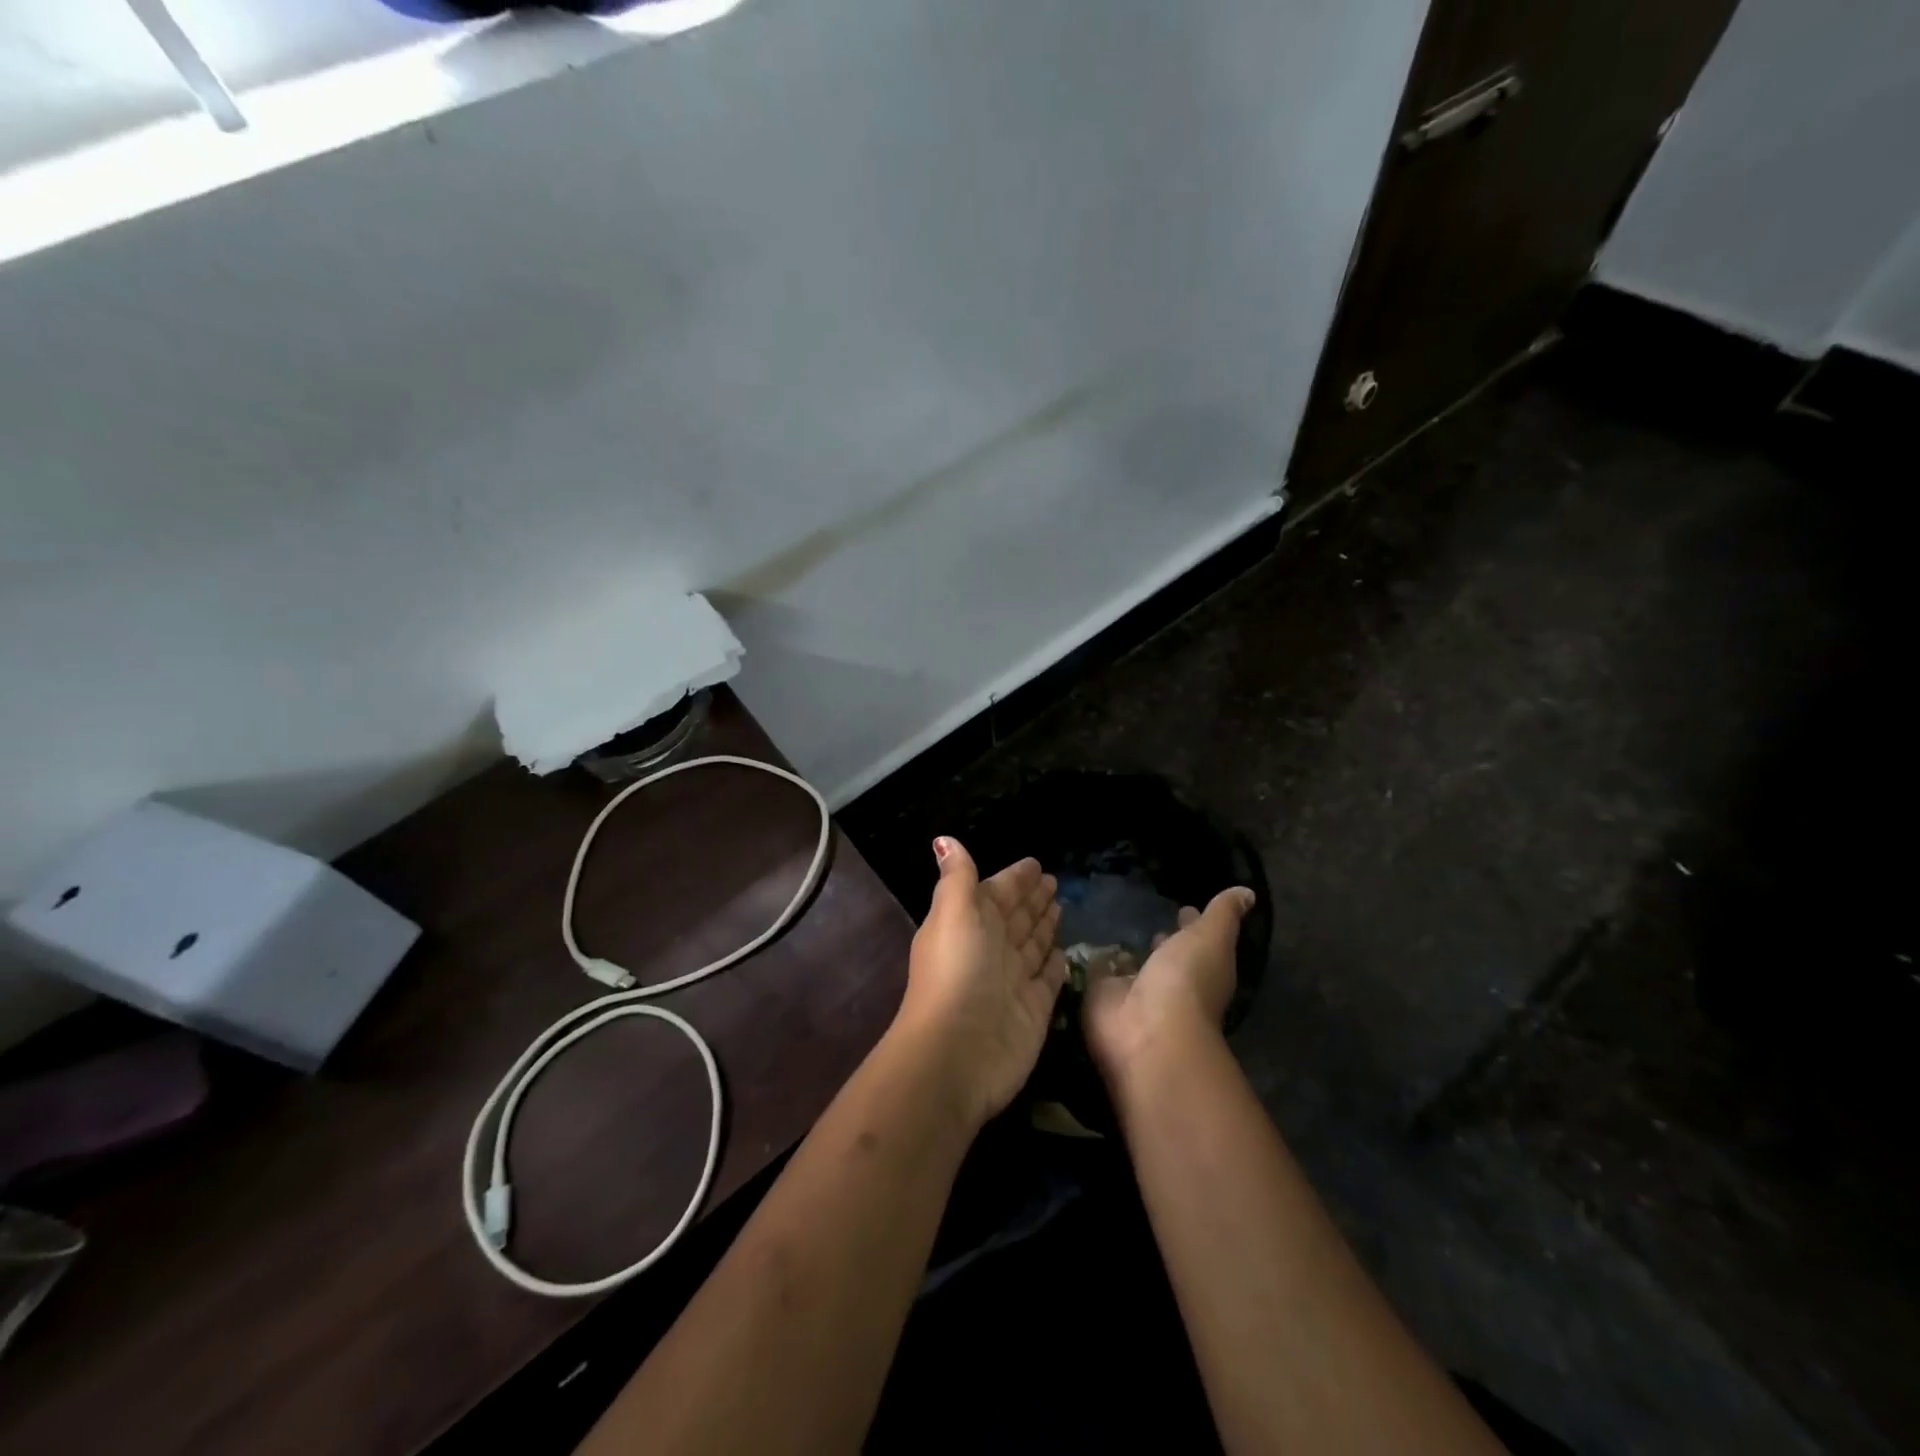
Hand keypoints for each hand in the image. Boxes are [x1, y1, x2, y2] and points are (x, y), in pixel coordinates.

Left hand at [896, 838, 1065, 1128]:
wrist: (958, 1051)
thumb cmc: (957, 971)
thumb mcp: (953, 912)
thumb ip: (958, 877)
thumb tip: (943, 840)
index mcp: (969, 922)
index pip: (996, 892)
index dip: (1014, 878)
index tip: (1034, 863)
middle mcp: (991, 948)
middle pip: (1016, 917)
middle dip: (1032, 899)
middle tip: (1054, 881)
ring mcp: (1013, 980)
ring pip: (1032, 944)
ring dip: (1044, 925)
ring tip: (1061, 907)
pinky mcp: (1034, 1009)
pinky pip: (1049, 978)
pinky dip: (1055, 964)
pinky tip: (1063, 951)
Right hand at [1083, 887, 1254, 1083]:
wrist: (1147, 1029)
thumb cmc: (1187, 981)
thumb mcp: (1211, 938)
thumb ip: (1223, 914)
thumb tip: (1248, 892)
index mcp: (1199, 966)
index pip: (1195, 939)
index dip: (1192, 923)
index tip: (1185, 907)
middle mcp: (1169, 981)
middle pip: (1165, 955)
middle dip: (1160, 941)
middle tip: (1148, 920)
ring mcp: (1134, 992)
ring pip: (1132, 965)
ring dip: (1126, 952)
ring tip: (1112, 926)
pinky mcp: (1101, 997)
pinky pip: (1097, 973)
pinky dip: (1094, 962)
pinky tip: (1085, 944)